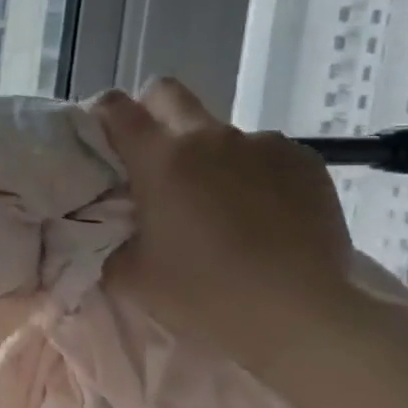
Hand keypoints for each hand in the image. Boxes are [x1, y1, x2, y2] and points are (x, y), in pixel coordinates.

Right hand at [90, 79, 354, 361]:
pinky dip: (258, 175)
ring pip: (222, 133)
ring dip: (211, 157)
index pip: (114, 108)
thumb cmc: (202, 293)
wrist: (298, 314)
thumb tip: (105, 229)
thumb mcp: (131, 276)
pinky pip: (268, 155)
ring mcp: (262, 144)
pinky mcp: (305, 162)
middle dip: (154, 114)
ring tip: (224, 207)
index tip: (103, 139)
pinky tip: (266, 216)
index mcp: (159, 159)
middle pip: (168, 93)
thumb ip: (109, 241)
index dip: (102, 116)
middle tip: (157, 160)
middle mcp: (208, 137)